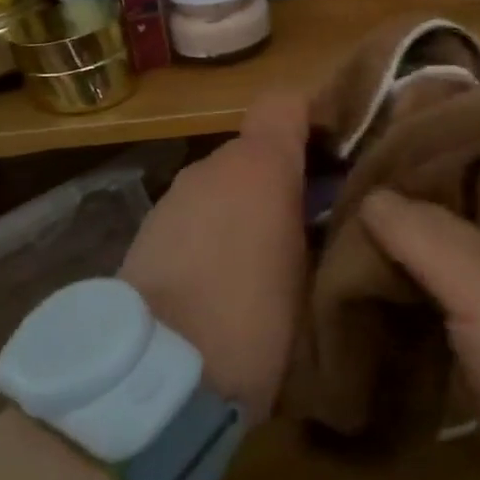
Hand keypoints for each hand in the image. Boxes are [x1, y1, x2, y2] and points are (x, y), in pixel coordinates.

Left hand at [118, 92, 308, 420]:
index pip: (287, 102)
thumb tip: (329, 217)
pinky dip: (211, 233)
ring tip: (264, 261)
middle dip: (280, 178)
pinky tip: (219, 281)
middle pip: (254, 151)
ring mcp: (173, 199)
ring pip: (222, 186)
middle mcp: (211, 166)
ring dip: (244, 208)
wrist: (157, 376)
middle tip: (308, 222)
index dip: (312, 119)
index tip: (335, 153)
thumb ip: (323, 229)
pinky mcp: (144, 233)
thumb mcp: (313, 276)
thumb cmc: (255, 319)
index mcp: (260, 164)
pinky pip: (194, 216)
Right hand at [360, 161, 479, 479]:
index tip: (360, 134)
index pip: (467, 142)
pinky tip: (353, 286)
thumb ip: (420, 228)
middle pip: (443, 198)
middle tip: (330, 188)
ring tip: (327, 233)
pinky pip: (434, 298)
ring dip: (389, 246)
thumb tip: (369, 195)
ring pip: (434, 250)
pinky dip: (399, 291)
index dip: (417, 134)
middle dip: (391, 193)